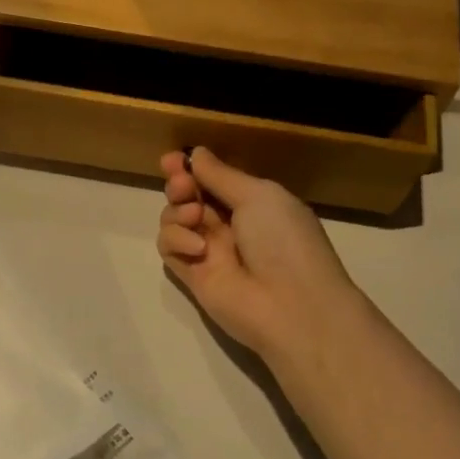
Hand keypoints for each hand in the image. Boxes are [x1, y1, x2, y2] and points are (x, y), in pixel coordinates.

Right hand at [156, 148, 364, 365]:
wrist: (290, 305)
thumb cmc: (284, 241)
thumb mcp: (259, 195)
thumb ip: (221, 175)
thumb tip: (196, 153)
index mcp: (252, 202)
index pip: (212, 179)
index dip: (190, 167)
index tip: (173, 159)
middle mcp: (228, 225)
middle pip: (187, 196)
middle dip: (179, 184)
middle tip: (182, 185)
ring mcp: (208, 251)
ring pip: (173, 219)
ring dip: (177, 210)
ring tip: (195, 218)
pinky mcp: (191, 275)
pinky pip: (169, 248)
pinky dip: (176, 240)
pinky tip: (197, 248)